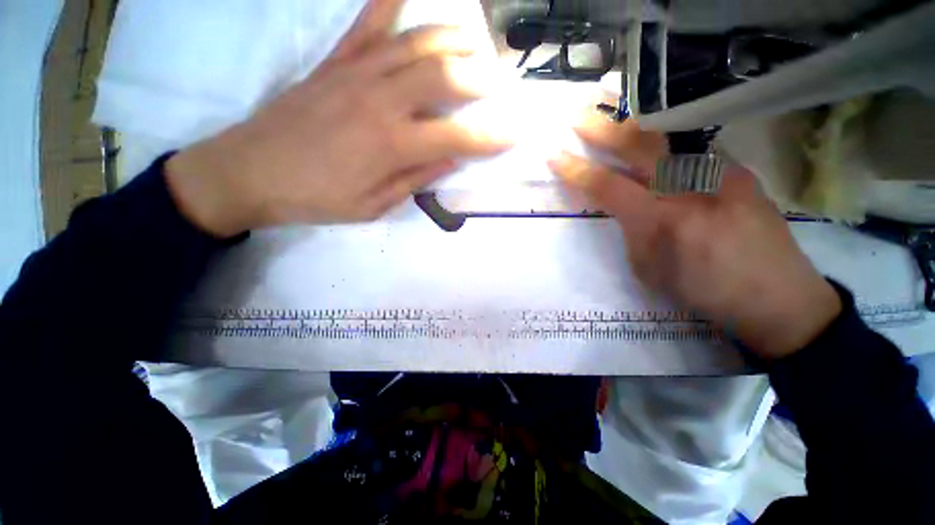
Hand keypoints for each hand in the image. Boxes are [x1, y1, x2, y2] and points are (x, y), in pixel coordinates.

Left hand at [166, 0, 510, 236]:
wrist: (249, 172)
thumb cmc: (315, 198)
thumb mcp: (372, 206)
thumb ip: (415, 181)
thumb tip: (449, 160)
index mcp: (391, 146)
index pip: (455, 136)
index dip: (488, 138)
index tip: (513, 135)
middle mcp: (380, 101)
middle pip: (442, 76)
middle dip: (479, 77)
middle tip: (500, 81)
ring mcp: (355, 74)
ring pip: (415, 43)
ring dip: (451, 38)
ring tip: (474, 40)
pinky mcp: (333, 62)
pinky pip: (367, 24)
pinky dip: (389, 2)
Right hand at [549, 111, 841, 359]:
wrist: (778, 297)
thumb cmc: (704, 292)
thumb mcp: (649, 271)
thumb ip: (631, 232)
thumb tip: (624, 208)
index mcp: (660, 220)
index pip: (606, 186)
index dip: (575, 169)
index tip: (554, 155)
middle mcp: (689, 188)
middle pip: (637, 147)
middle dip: (602, 128)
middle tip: (578, 115)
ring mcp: (719, 174)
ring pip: (668, 138)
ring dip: (634, 123)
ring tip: (614, 110)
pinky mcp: (739, 172)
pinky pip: (692, 148)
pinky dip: (666, 138)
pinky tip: (655, 137)